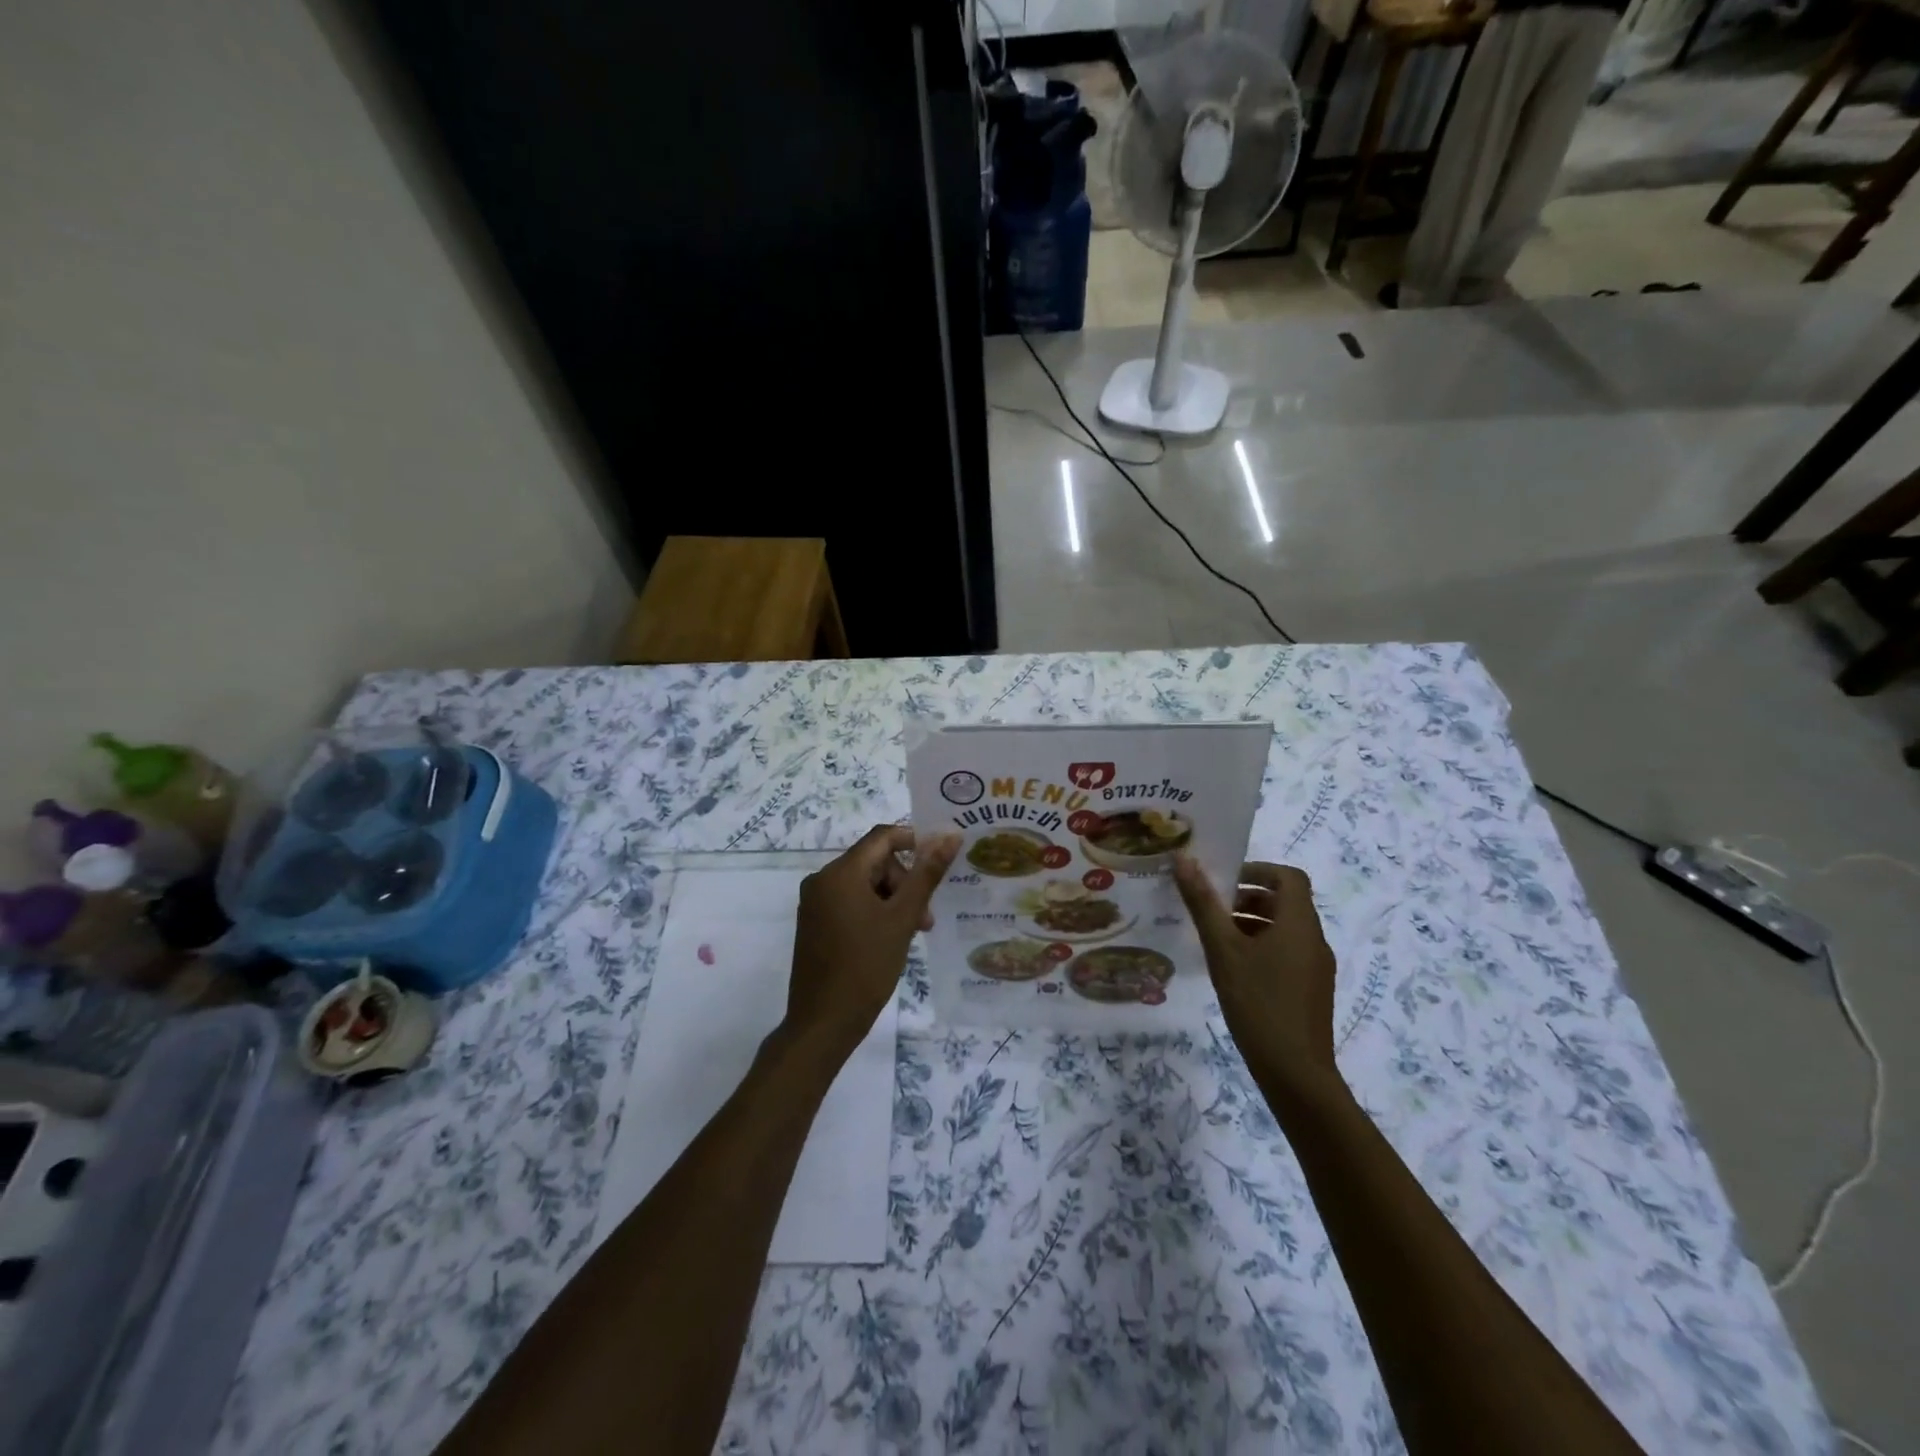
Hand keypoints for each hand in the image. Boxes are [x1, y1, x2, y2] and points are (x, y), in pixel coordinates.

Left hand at [785, 825, 959, 1057]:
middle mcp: (821, 880)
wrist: (823, 1023)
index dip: (914, 841)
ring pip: (863, 884)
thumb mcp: (903, 919)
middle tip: (925, 917)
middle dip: (904, 881)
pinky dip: (873, 911)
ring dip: (892, 899)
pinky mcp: (813, 923)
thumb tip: (950, 836)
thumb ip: (927, 875)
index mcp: (840, 873)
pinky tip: (888, 938)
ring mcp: (814, 903)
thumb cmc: (866, 967)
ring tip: (912, 932)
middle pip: (873, 862)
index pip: (882, 837)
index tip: (940, 861)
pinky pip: (849, 902)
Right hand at [1174, 856, 1341, 1096]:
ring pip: (1285, 929)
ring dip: (1252, 923)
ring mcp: (1316, 967)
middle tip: (1211, 908)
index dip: (1257, 870)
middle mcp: (1314, 939)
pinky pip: (1287, 953)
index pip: (1288, 877)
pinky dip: (1262, 947)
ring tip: (1216, 939)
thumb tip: (1183, 859)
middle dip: (1248, 898)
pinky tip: (1234, 970)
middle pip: (1285, 902)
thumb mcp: (1223, 949)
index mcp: (1299, 923)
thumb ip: (1203, 903)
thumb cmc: (1258, 1002)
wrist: (1296, 1073)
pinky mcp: (1312, 991)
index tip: (1224, 880)